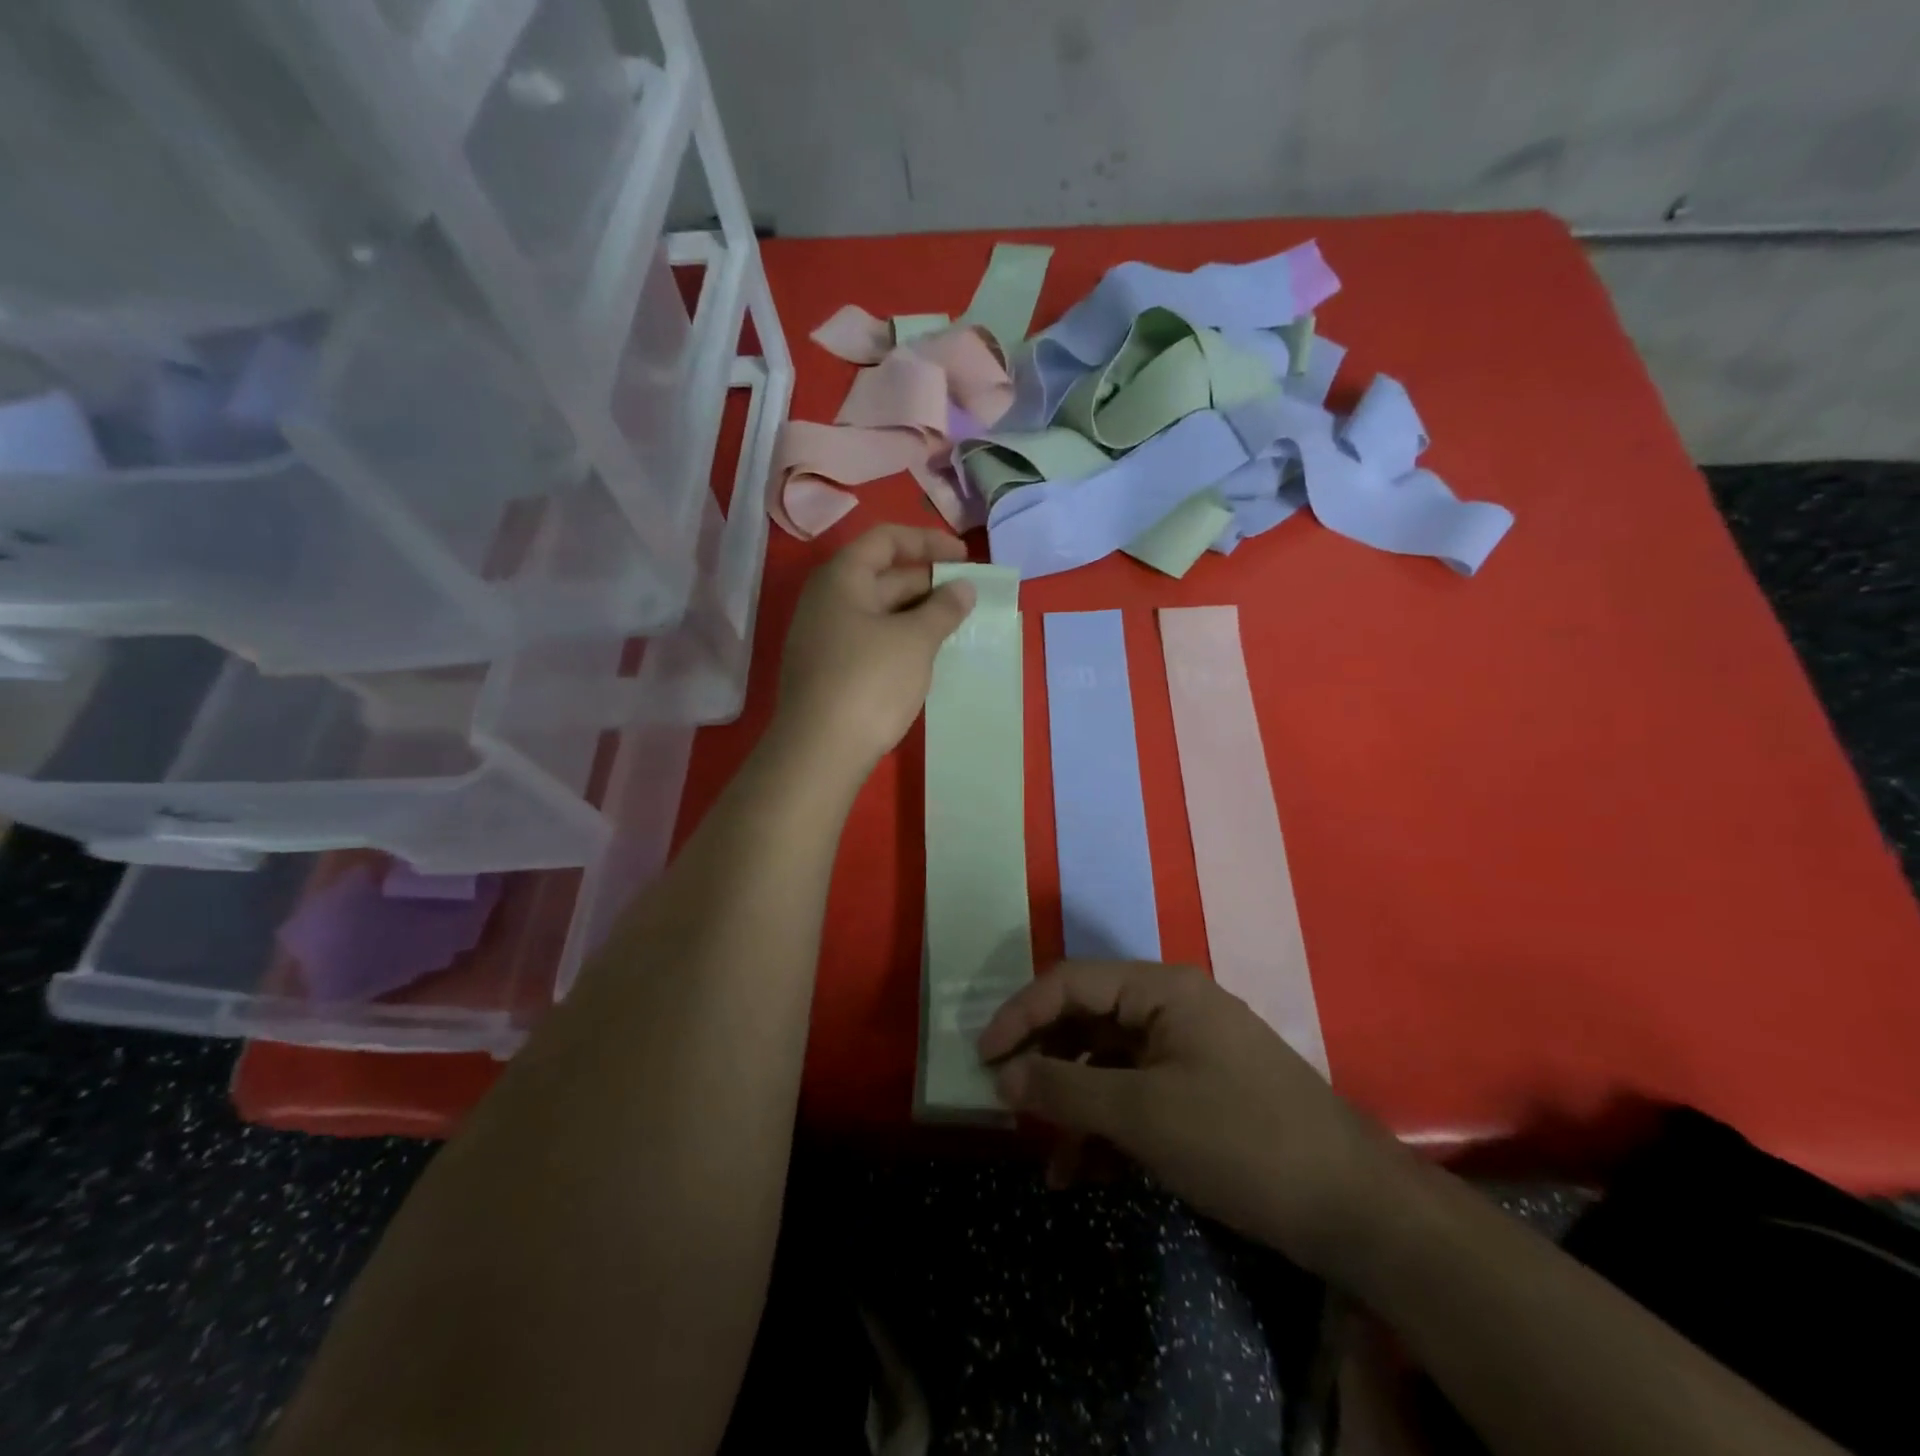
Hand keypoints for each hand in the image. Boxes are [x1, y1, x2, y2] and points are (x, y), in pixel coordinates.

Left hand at [774, 525, 974, 782]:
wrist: (820, 750)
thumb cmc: (870, 681)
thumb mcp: (915, 640)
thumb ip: (944, 608)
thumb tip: (963, 588)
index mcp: (841, 578)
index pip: (885, 539)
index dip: (927, 541)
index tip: (964, 557)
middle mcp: (827, 600)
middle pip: (882, 575)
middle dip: (927, 581)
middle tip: (967, 597)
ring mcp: (824, 637)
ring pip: (878, 611)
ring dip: (917, 613)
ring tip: (954, 626)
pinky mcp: (829, 670)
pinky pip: (870, 639)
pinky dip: (901, 639)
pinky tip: (926, 656)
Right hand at [978, 961, 1417, 1278]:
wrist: (1354, 1210)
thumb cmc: (1240, 1141)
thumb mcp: (1142, 1114)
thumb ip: (1066, 1088)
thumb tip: (1002, 1074)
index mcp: (1160, 990)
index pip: (1070, 982)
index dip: (1020, 1014)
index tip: (983, 1056)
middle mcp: (1170, 1008)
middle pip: (1086, 1020)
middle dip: (1045, 1063)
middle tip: (1008, 1102)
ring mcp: (1187, 1051)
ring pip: (1108, 1064)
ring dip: (1074, 1106)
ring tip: (1050, 1160)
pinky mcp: (1199, 1093)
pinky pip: (1136, 1096)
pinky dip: (1108, 1128)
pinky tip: (1087, 1173)